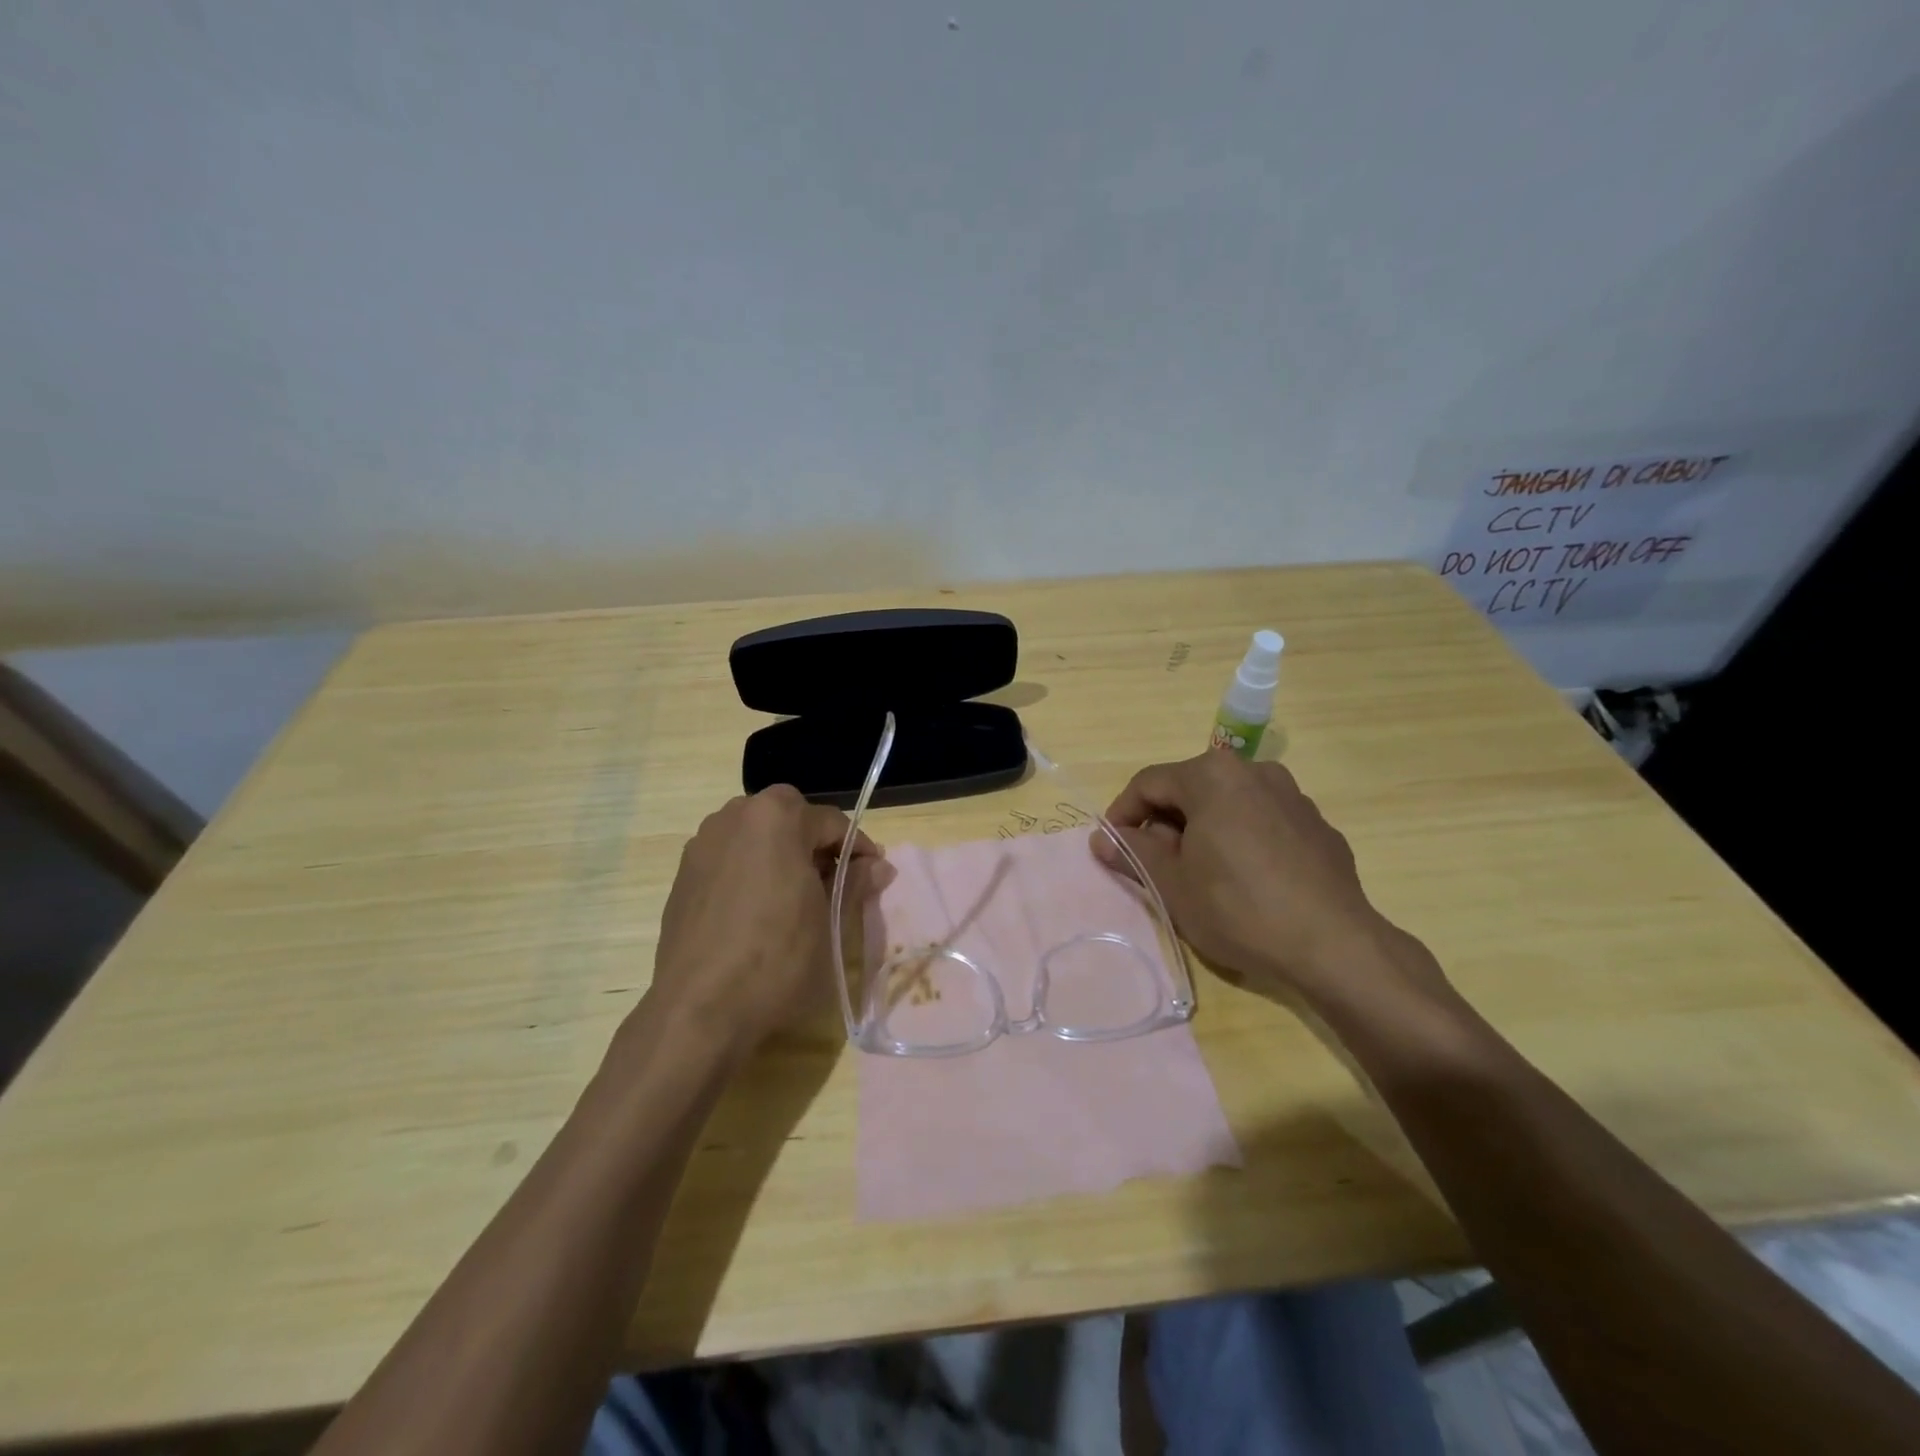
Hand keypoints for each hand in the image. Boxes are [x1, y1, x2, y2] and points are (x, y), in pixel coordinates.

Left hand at [643, 785, 873, 1062]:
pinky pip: (730, 858)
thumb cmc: (777, 959)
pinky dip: (750, 871)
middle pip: (790, 818)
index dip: (858, 849)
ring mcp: (703, 843)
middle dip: (815, 845)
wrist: (698, 1009)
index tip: (872, 876)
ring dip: (781, 854)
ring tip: (795, 897)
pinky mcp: (683, 874)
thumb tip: (879, 866)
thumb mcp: (830, 922)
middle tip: (834, 884)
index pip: (832, 822)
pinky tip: (758, 911)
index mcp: (777, 817)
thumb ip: (854, 883)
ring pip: (756, 835)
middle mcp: (735, 816)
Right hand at [1093, 752, 1446, 1013]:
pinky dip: (1241, 839)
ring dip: (1203, 831)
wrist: (1334, 945)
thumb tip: (1103, 839)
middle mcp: (1254, 771)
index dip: (1122, 814)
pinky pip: (1263, 822)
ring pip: (1228, 804)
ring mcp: (1292, 796)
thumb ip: (1133, 852)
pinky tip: (1245, 881)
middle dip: (1164, 824)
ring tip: (1199, 874)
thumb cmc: (1238, 908)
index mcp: (1213, 776)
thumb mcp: (1172, 884)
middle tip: (1154, 865)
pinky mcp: (1317, 825)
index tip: (1112, 847)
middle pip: (1190, 789)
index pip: (1148, 783)